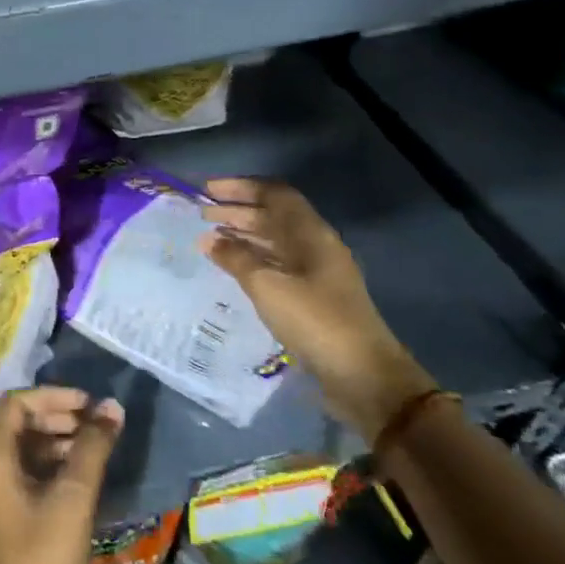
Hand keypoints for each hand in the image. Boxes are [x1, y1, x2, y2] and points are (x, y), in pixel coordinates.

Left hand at [0, 387, 122, 563]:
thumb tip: (111, 407)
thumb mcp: (73, 499)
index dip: (53, 397)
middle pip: (16, 424)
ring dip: (53, 443)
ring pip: (19, 450)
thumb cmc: (42, 560)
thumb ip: (92, 448)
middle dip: (56, 418)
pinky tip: (76, 480)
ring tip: (91, 452)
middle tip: (95, 428)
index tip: (89, 407)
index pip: (16, 404)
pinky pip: (17, 474)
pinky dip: (45, 467)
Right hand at [200, 178, 436, 441]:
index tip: (207, 190)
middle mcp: (316, 246)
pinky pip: (277, 264)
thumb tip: (207, 238)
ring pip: (275, 241)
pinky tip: (231, 267)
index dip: (241, 187)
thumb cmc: (315, 321)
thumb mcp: (268, 286)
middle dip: (238, 210)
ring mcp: (316, 272)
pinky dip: (252, 258)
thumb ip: (236, 258)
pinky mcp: (313, 296)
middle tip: (201, 214)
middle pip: (274, 216)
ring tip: (210, 238)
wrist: (363, 376)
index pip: (275, 194)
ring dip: (243, 234)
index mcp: (311, 234)